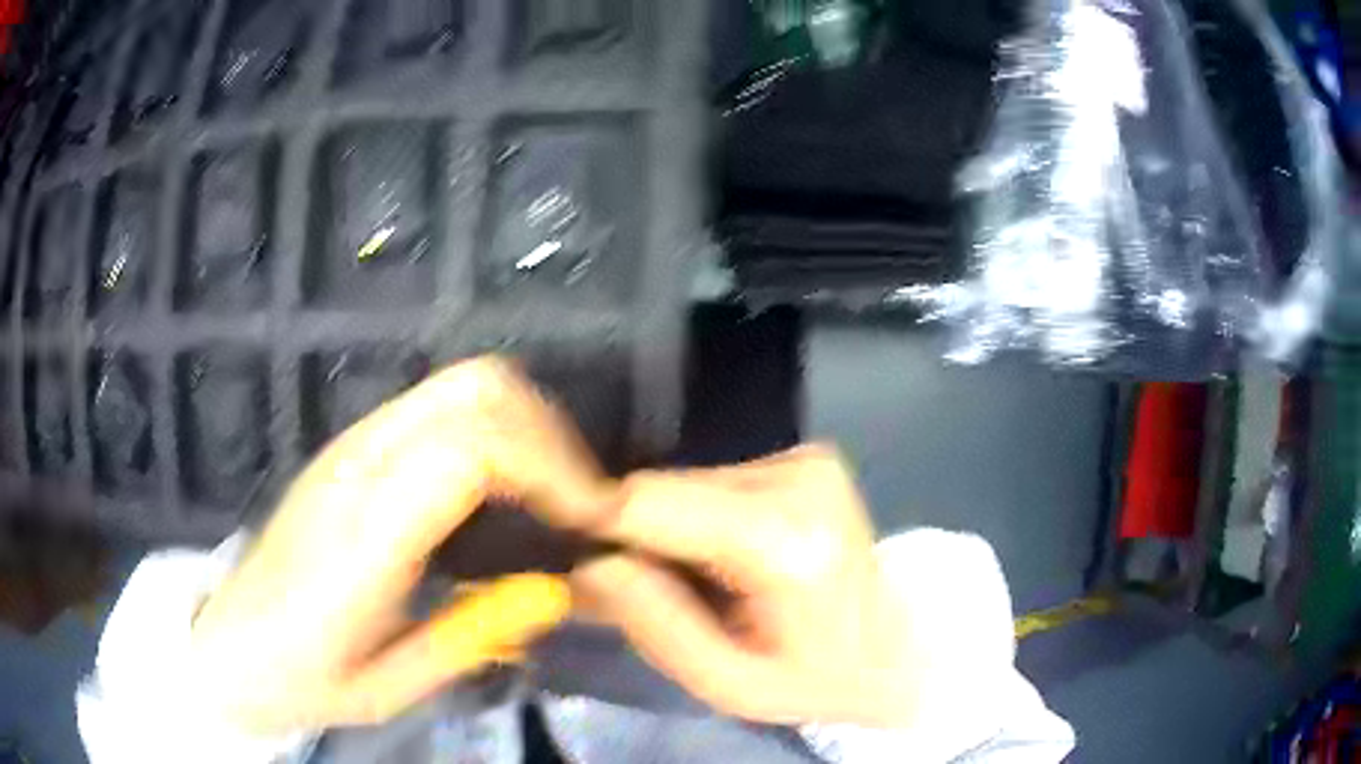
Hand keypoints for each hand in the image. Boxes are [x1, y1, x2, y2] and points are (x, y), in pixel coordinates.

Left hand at [190, 357, 609, 733]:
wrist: (228, 641)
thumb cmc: (302, 677)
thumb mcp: (389, 687)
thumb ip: (470, 639)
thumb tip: (558, 590)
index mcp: (361, 536)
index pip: (467, 450)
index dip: (548, 468)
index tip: (590, 519)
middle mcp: (358, 466)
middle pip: (475, 389)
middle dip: (549, 436)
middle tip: (578, 505)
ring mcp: (354, 445)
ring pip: (464, 383)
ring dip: (527, 426)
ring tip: (553, 496)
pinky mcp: (356, 444)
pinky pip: (445, 405)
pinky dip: (498, 428)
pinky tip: (506, 488)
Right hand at [571, 446, 957, 728]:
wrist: (894, 651)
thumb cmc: (812, 679)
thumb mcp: (726, 683)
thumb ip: (654, 624)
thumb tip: (590, 563)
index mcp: (783, 539)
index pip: (650, 502)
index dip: (601, 527)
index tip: (577, 560)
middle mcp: (799, 477)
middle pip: (666, 487)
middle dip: (643, 539)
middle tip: (659, 593)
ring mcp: (808, 459)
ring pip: (687, 481)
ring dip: (677, 530)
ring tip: (708, 581)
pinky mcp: (808, 456)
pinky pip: (717, 480)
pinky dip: (706, 517)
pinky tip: (735, 557)